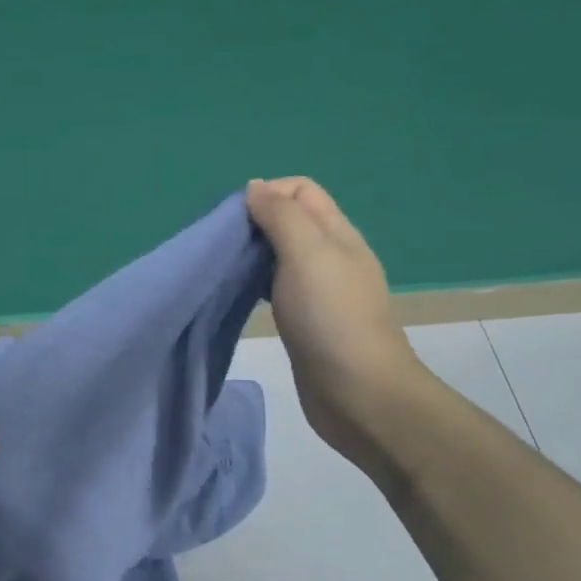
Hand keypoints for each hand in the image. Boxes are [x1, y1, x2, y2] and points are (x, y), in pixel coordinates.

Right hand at [246, 177, 430, 475]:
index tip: (234, 220)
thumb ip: (281, 216)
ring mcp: (319, 292)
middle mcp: (330, 257)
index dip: (267, 193)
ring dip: (251, 256)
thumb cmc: (331, 317)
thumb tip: (255, 187)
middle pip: (289, 221)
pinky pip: (276, 289)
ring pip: (280, 257)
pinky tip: (238, 298)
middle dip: (253, 224)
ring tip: (224, 270)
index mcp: (336, 233)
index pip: (301, 190)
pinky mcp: (306, 322)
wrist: (358, 393)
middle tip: (222, 246)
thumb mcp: (306, 253)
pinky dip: (255, 286)